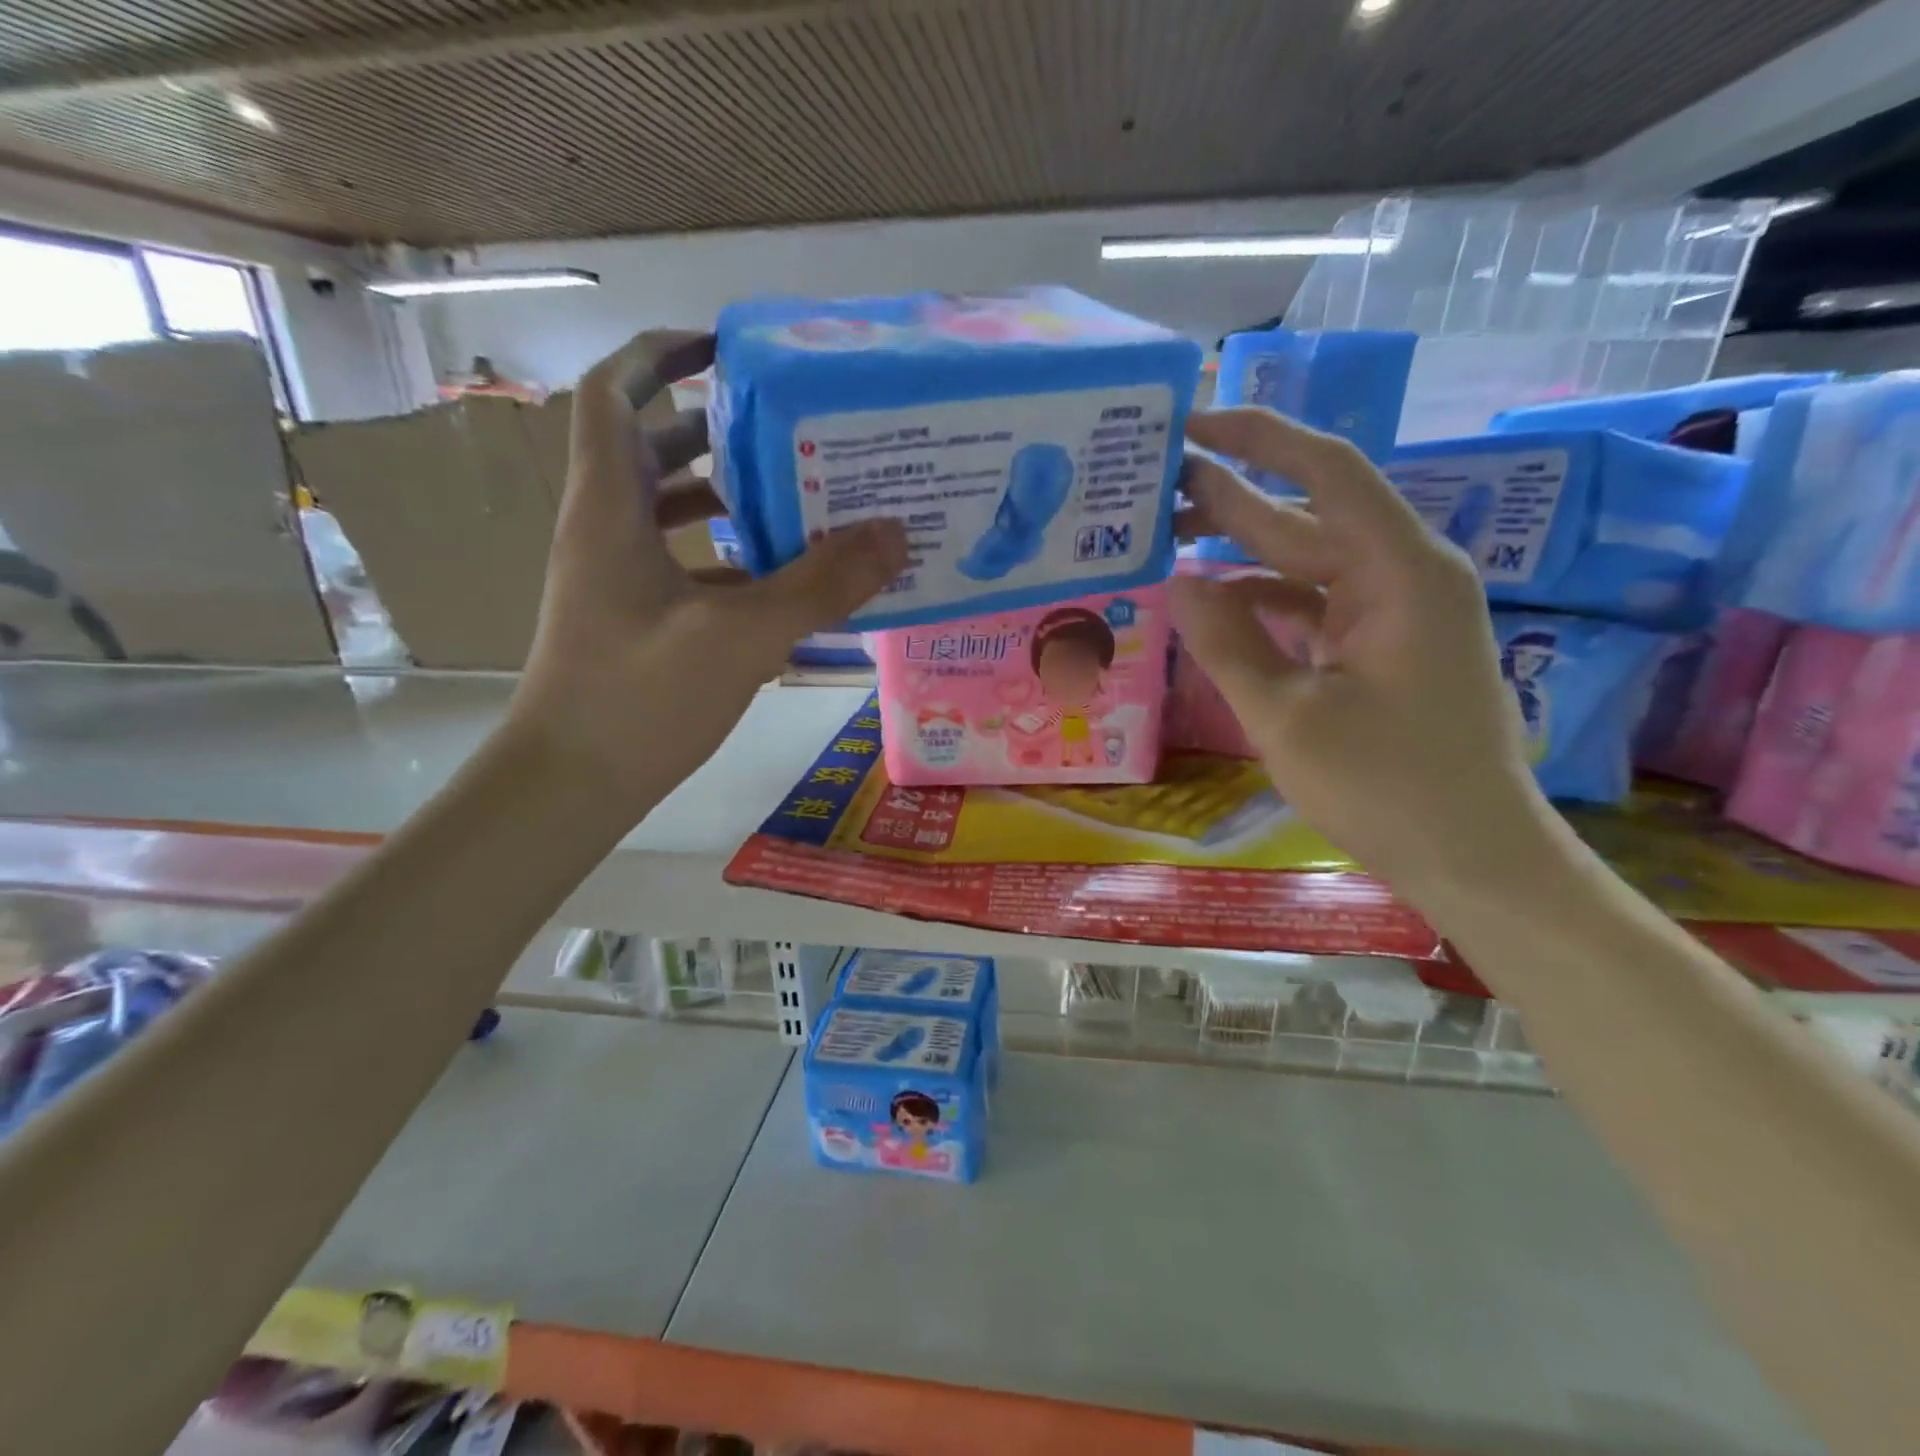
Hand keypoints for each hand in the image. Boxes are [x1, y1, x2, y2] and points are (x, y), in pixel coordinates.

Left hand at [511, 330, 906, 817]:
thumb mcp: (742, 636)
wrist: (571, 784)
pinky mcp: (633, 620)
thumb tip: (894, 534)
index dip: (660, 354)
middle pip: (650, 448)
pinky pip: (682, 565)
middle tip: (787, 431)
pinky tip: (779, 580)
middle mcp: (605, 531)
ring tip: (796, 497)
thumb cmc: (641, 699)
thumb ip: (820, 584)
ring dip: (726, 496)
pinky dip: (727, 558)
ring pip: (668, 511)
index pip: (614, 394)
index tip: (724, 348)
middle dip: (715, 428)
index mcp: (611, 510)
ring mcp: (616, 579)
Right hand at [1173, 408, 1554, 902]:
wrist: (1474, 857)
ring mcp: (1394, 611)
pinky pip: (1312, 604)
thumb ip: (1227, 642)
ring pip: (1304, 562)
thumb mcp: (1287, 716)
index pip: (1325, 472)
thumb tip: (1178, 581)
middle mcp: (1403, 574)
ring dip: (1239, 554)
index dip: (1257, 439)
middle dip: (1230, 498)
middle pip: (1306, 516)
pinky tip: (1210, 604)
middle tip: (1153, 485)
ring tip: (1165, 542)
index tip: (1191, 425)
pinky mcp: (1382, 645)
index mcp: (1399, 572)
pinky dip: (1262, 602)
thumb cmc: (1386, 788)